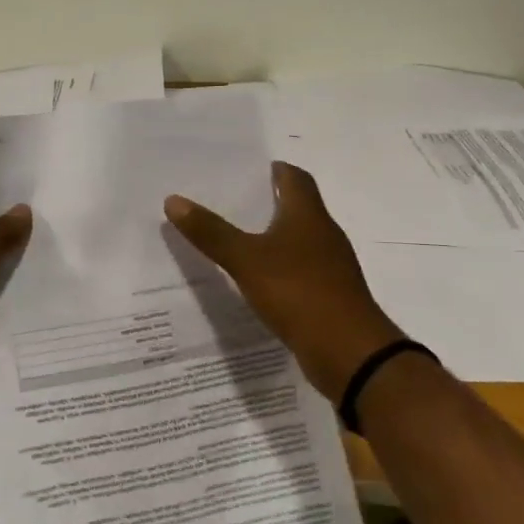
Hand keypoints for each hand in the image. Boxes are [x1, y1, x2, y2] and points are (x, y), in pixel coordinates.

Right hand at [165, 162, 403, 403]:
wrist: (349, 353)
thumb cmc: (299, 293)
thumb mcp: (246, 260)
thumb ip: (211, 232)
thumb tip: (173, 200)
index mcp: (309, 216)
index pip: (294, 178)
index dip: (272, 170)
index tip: (243, 171)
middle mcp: (324, 234)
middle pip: (297, 207)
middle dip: (266, 203)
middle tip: (226, 202)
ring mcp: (330, 267)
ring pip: (298, 240)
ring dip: (272, 237)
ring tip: (234, 239)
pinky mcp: (329, 296)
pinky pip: (299, 271)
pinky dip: (279, 269)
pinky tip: (255, 280)